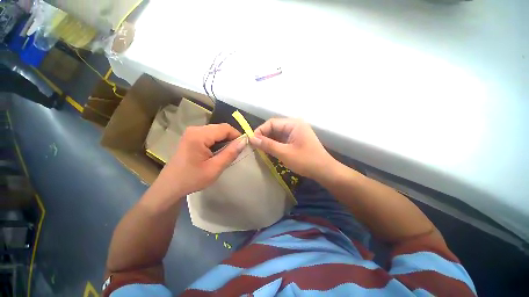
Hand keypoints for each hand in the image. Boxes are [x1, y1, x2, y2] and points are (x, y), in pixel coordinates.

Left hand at [155, 124, 246, 196]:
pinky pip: (210, 135)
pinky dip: (218, 141)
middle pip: (220, 128)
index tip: (244, 146)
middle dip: (231, 138)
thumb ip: (230, 153)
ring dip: (225, 140)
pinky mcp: (191, 137)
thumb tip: (244, 141)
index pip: (225, 128)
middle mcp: (195, 129)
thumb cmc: (192, 179)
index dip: (237, 135)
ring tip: (228, 152)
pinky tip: (218, 151)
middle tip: (237, 151)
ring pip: (216, 131)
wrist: (170, 186)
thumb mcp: (215, 168)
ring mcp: (192, 132)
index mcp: (199, 135)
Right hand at [249, 118, 335, 180]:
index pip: (271, 123)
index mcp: (293, 124)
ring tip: (260, 150)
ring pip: (277, 134)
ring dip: (269, 141)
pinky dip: (275, 144)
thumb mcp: (284, 153)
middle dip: (264, 136)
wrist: (325, 171)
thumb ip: (267, 145)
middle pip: (274, 127)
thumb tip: (251, 138)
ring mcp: (296, 133)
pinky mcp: (296, 140)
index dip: (260, 131)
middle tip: (255, 147)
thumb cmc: (306, 161)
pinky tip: (270, 151)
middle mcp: (294, 125)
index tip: (252, 141)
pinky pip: (282, 140)